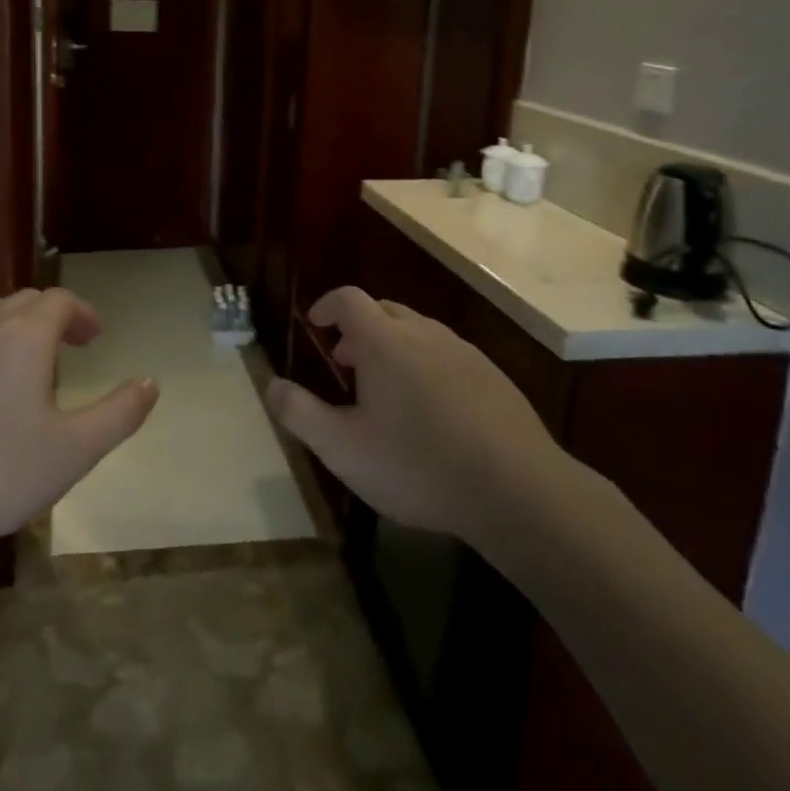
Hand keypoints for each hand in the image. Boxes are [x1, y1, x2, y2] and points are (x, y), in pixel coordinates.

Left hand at [0, 289, 157, 555]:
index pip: (60, 301)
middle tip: (70, 350)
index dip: (83, 313)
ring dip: (16, 328)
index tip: (96, 337)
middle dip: (53, 318)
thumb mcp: (74, 450)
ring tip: (28, 367)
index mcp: (24, 336)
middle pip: (24, 302)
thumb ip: (119, 413)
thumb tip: (151, 382)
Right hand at [266, 287, 578, 557]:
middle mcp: (424, 334)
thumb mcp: (342, 449)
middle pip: (384, 310)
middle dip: (358, 328)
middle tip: (347, 362)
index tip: (315, 325)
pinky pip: (448, 355)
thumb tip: (272, 385)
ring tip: (387, 389)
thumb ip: (300, 414)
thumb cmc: (418, 466)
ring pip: (418, 332)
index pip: (348, 299)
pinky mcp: (494, 377)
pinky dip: (427, 365)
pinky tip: (433, 411)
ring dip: (393, 346)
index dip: (327, 306)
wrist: (518, 491)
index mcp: (384, 342)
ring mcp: (464, 353)